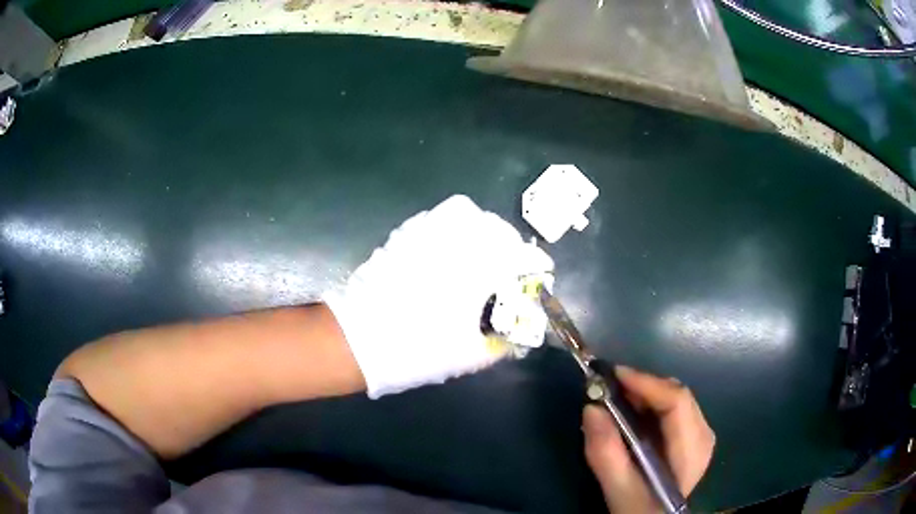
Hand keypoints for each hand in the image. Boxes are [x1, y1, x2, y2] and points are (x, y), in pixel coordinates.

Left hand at [324, 195, 553, 397]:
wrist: (361, 340)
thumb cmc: (420, 348)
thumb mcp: (469, 354)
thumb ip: (501, 340)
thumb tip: (518, 331)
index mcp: (478, 269)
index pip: (521, 255)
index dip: (536, 264)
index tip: (540, 272)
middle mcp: (455, 241)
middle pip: (495, 226)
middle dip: (509, 243)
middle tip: (508, 264)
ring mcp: (426, 233)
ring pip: (464, 212)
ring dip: (480, 228)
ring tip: (480, 251)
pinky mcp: (404, 235)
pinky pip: (436, 217)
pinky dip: (451, 227)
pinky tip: (448, 249)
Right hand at [583, 366, 714, 512]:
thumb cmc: (639, 510)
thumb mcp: (618, 490)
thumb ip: (605, 454)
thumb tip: (591, 408)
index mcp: (691, 450)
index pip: (677, 402)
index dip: (647, 383)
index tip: (614, 375)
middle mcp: (703, 435)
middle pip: (678, 395)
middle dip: (643, 386)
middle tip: (609, 387)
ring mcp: (701, 434)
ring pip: (676, 397)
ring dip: (646, 393)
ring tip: (617, 397)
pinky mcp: (692, 436)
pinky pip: (674, 407)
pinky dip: (651, 403)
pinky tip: (632, 411)